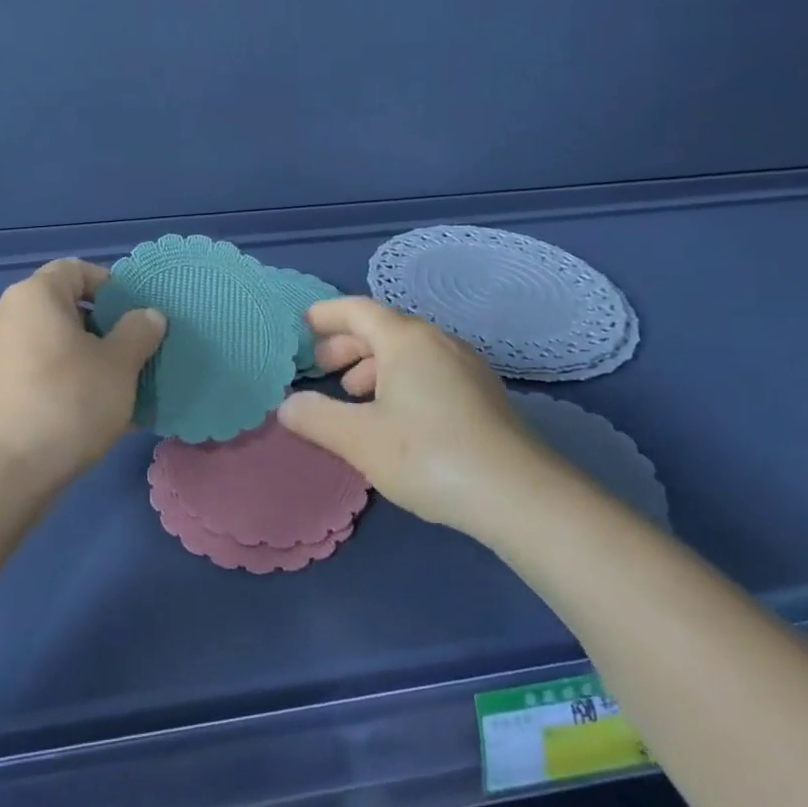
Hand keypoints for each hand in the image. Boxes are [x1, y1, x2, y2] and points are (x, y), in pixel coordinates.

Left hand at [0, 258, 165, 483]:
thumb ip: (138, 332)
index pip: (76, 270)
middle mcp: (7, 316)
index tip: (136, 315)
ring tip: (121, 390)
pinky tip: (95, 415)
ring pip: (54, 345)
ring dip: (89, 360)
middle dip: (104, 328)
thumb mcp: (119, 365)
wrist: (4, 472)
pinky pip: (38, 373)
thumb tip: (147, 315)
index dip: (111, 285)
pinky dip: (66, 383)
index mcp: (34, 296)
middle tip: (135, 354)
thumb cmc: (68, 402)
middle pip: (64, 308)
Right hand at [277, 297, 561, 532]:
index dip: (325, 315)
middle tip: (320, 368)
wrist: (520, 496)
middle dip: (346, 344)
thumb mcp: (360, 439)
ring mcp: (466, 367)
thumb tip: (287, 405)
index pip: (357, 310)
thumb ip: (316, 417)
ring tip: (354, 395)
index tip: (300, 327)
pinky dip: (400, 380)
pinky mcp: (483, 395)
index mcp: (406, 340)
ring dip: (373, 365)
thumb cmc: (428, 455)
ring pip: (408, 351)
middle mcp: (438, 342)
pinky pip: (429, 370)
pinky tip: (394, 415)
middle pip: (383, 328)